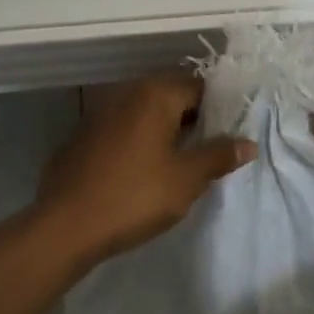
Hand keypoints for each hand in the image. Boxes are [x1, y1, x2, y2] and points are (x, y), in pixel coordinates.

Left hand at [35, 74, 256, 267]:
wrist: (66, 226)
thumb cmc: (135, 197)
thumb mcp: (186, 179)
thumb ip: (218, 156)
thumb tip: (248, 143)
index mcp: (154, 95)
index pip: (198, 87)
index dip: (219, 108)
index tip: (231, 132)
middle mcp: (125, 94)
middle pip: (170, 95)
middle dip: (192, 117)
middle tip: (210, 147)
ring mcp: (98, 114)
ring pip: (143, 112)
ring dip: (163, 128)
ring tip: (179, 159)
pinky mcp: (81, 136)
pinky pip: (121, 128)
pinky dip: (137, 139)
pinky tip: (141, 168)